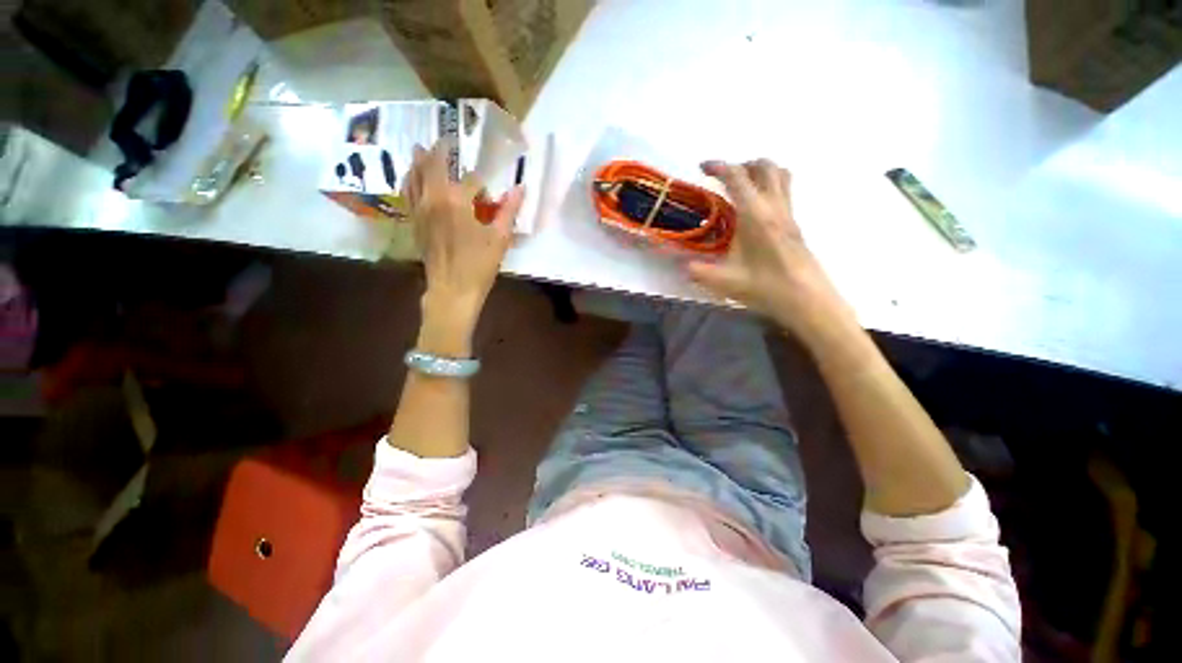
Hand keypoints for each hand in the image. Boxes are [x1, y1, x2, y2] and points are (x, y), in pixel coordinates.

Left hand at [405, 142, 523, 354]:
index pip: (471, 180)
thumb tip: (520, 187)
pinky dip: (409, 180)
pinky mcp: (414, 223)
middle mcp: (432, 198)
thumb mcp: (499, 238)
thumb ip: (509, 211)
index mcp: (456, 200)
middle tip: (444, 140)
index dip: (483, 183)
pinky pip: (407, 193)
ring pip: (414, 176)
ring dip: (418, 161)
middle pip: (432, 166)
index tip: (490, 192)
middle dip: (439, 151)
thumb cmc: (478, 265)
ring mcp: (419, 210)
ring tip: (420, 149)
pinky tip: (411, 178)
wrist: (451, 290)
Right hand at [686, 159, 854, 344]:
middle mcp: (775, 207)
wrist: (807, 300)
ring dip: (759, 172)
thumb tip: (681, 265)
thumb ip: (698, 271)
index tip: (702, 168)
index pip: (737, 177)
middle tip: (723, 179)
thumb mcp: (724, 282)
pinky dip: (769, 187)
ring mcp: (789, 213)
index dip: (718, 166)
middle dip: (741, 165)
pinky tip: (755, 211)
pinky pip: (785, 191)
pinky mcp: (795, 224)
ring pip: (780, 175)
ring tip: (741, 188)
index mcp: (755, 215)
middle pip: (764, 166)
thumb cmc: (766, 288)